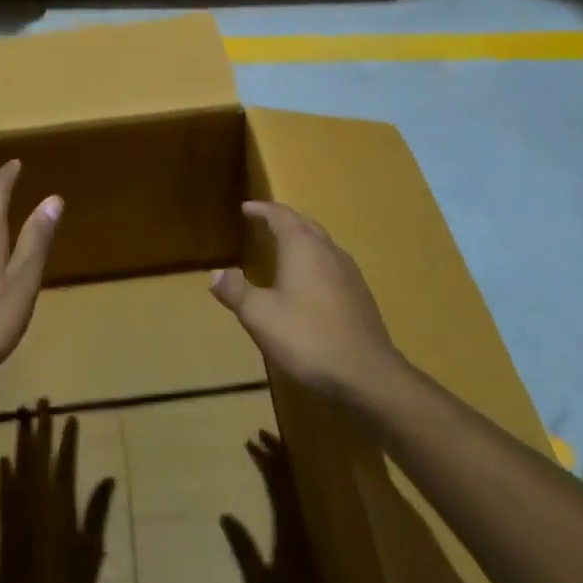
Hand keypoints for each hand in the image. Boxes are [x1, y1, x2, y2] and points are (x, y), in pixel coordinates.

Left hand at [0, 402, 115, 582]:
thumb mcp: (90, 551)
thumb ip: (97, 512)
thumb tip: (107, 478)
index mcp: (61, 504)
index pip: (65, 461)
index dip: (68, 437)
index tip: (70, 415)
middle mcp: (37, 499)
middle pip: (39, 454)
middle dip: (41, 426)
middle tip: (41, 400)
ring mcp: (18, 510)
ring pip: (19, 464)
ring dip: (21, 439)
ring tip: (21, 415)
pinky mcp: (3, 524)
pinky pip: (4, 489)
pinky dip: (4, 471)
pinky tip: (3, 458)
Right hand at [209, 202, 404, 406]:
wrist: (367, 375)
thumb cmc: (307, 337)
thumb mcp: (259, 316)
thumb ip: (235, 290)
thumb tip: (214, 272)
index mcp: (302, 247)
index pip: (281, 215)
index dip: (262, 209)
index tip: (246, 207)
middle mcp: (328, 250)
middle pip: (305, 224)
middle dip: (283, 220)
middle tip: (264, 222)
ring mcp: (349, 272)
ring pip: (322, 244)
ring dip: (301, 240)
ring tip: (283, 249)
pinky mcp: (360, 295)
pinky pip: (332, 264)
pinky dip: (315, 261)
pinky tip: (309, 283)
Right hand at [220, 430, 324, 582]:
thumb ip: (243, 549)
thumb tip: (225, 515)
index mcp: (289, 529)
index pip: (278, 484)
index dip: (266, 460)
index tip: (251, 441)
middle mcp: (302, 523)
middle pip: (291, 479)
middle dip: (277, 453)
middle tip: (261, 433)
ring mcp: (309, 530)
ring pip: (299, 486)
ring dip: (286, 464)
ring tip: (272, 445)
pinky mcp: (311, 539)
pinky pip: (301, 498)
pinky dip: (291, 480)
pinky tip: (285, 477)